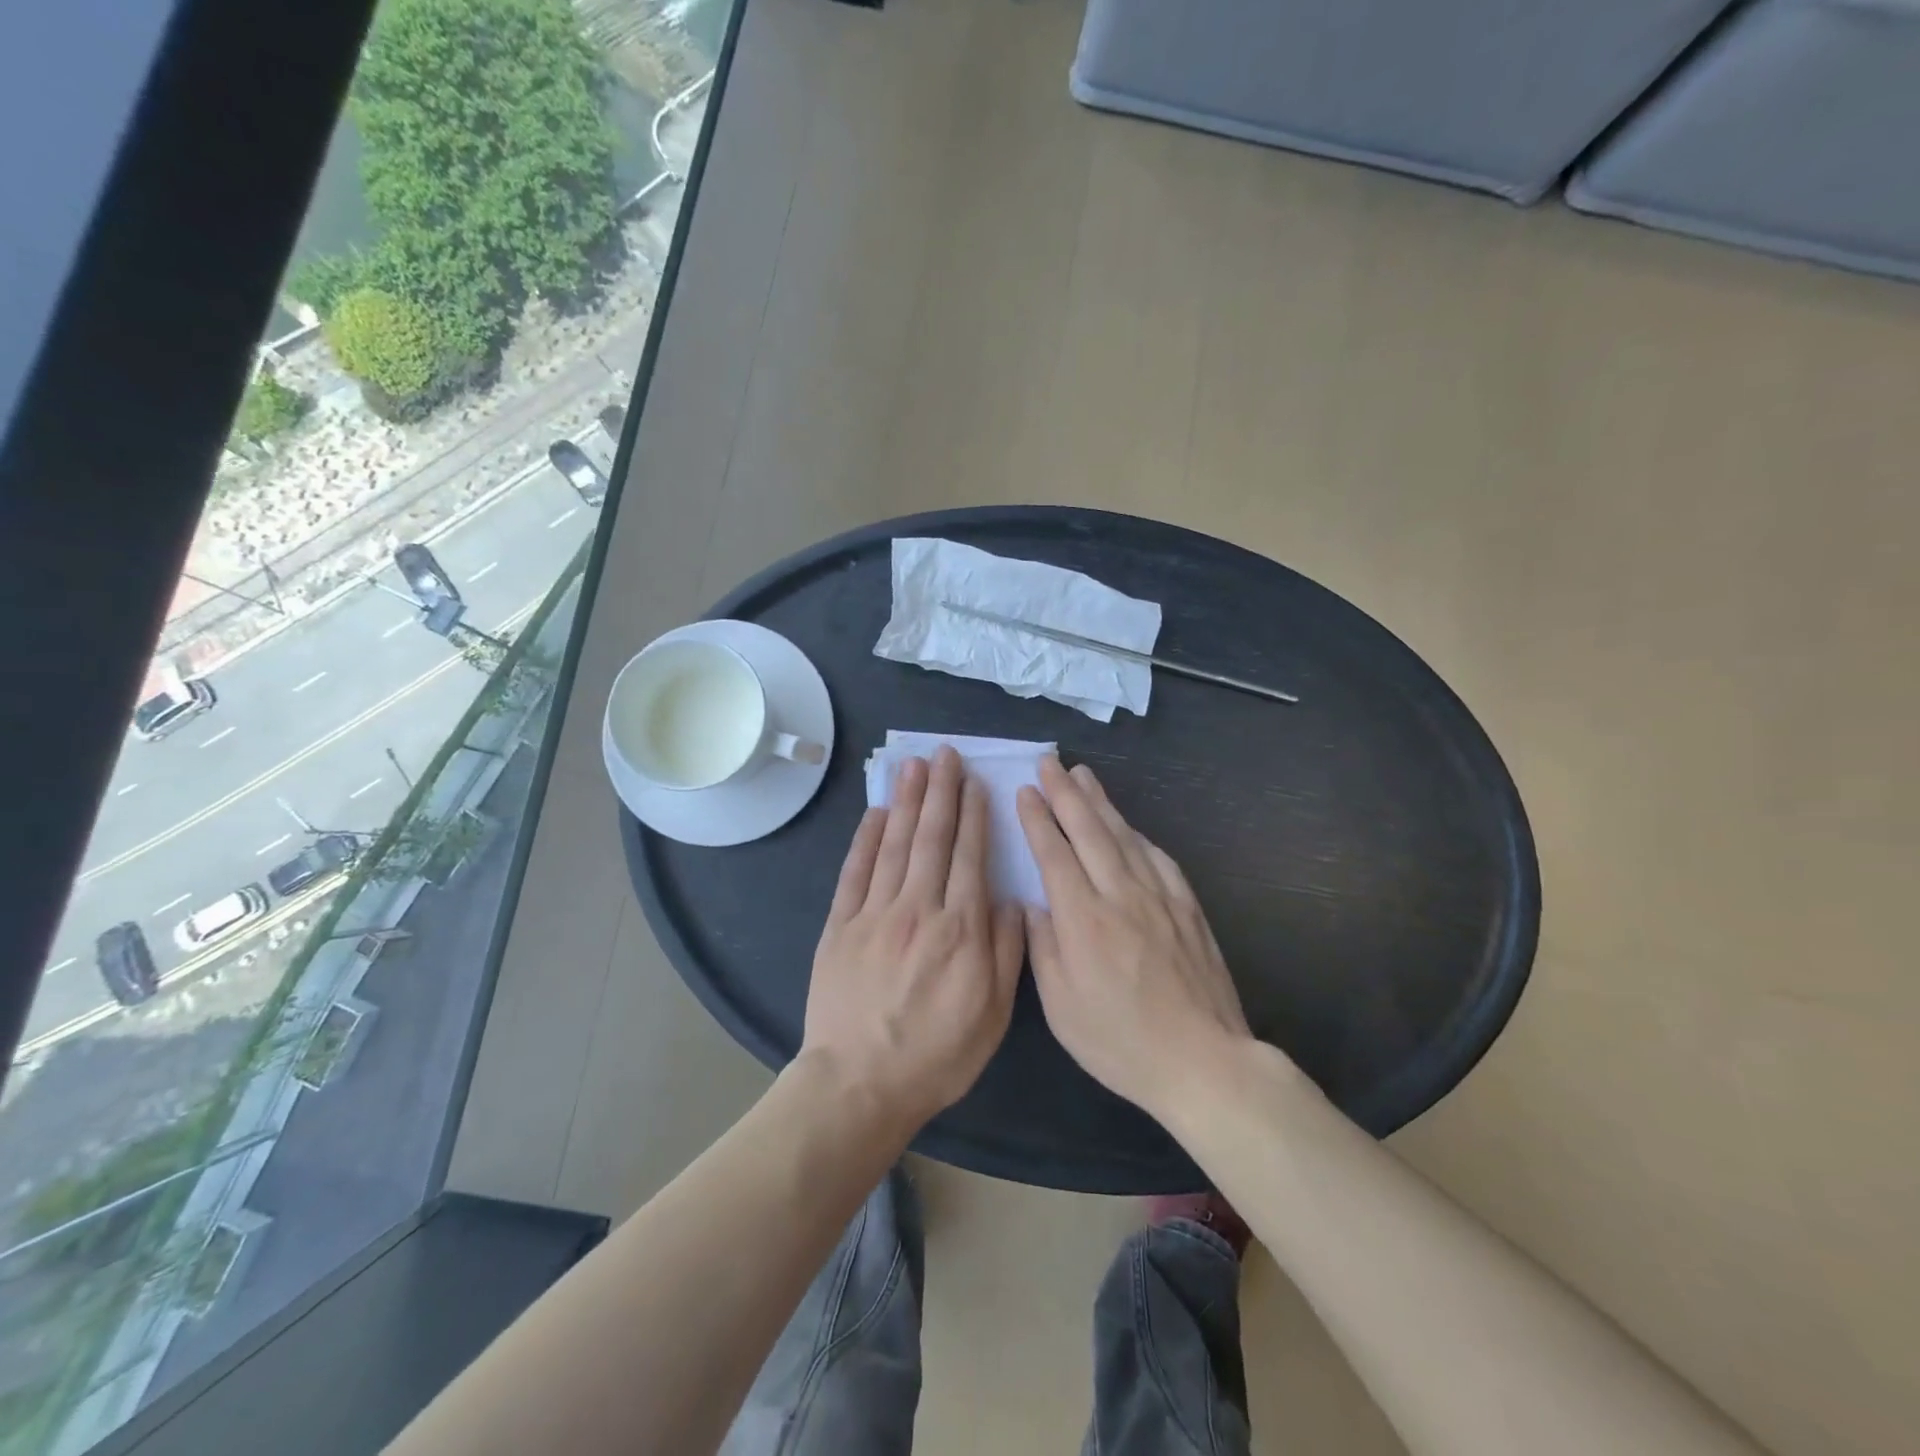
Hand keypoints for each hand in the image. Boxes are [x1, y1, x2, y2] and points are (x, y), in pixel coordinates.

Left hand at [802, 746, 1024, 1131]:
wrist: (860, 1083)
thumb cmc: (937, 1054)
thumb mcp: (994, 1014)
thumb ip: (1006, 952)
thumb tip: (1011, 899)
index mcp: (961, 930)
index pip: (970, 858)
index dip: (974, 815)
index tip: (976, 782)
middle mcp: (919, 910)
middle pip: (932, 839)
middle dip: (941, 792)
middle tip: (945, 754)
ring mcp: (875, 914)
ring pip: (895, 845)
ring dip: (907, 801)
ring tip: (914, 766)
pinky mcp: (840, 926)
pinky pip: (855, 871)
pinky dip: (866, 838)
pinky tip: (877, 812)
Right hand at [1017, 757, 1253, 1122]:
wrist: (1203, 1060)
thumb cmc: (1120, 1041)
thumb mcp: (1062, 1007)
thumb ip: (1043, 948)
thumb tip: (1032, 905)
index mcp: (1083, 919)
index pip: (1055, 854)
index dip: (1038, 819)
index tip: (1025, 791)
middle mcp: (1120, 895)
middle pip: (1089, 831)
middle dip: (1065, 793)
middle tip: (1049, 762)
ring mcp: (1159, 897)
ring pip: (1124, 835)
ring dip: (1100, 801)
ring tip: (1083, 774)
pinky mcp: (1187, 907)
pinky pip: (1158, 857)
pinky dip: (1137, 833)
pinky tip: (1129, 824)